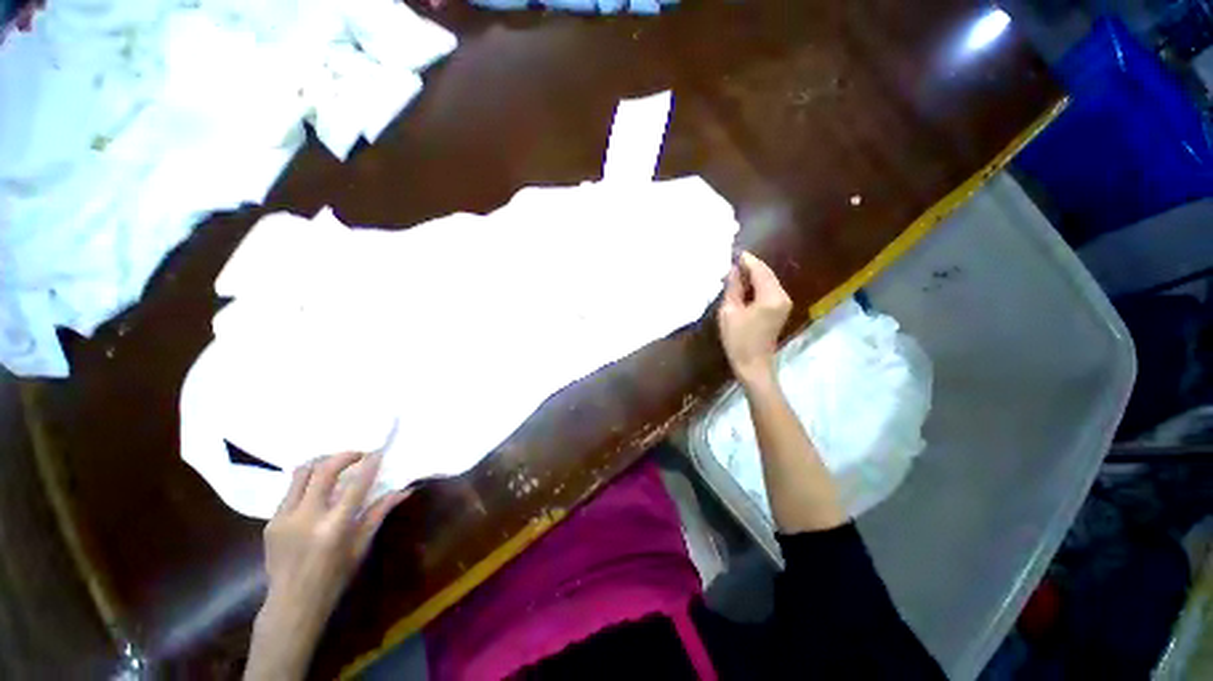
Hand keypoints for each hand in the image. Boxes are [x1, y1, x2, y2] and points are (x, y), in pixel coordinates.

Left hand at [245, 452, 406, 680]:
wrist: (291, 603)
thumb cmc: (334, 578)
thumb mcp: (361, 546)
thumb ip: (379, 513)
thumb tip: (403, 491)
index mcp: (334, 527)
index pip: (355, 485)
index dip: (368, 465)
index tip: (377, 452)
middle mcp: (307, 517)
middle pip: (322, 470)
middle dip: (343, 456)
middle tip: (357, 455)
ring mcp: (284, 518)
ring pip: (301, 474)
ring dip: (321, 463)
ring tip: (336, 464)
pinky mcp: (271, 521)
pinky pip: (290, 491)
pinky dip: (307, 482)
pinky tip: (317, 489)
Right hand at [717, 251, 791, 387]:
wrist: (753, 365)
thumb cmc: (738, 340)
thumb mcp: (730, 312)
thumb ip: (733, 288)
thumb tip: (733, 269)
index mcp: (771, 297)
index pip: (760, 270)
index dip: (747, 260)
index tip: (733, 252)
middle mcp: (782, 296)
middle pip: (766, 273)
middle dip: (750, 266)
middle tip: (731, 262)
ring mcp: (784, 303)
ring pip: (768, 281)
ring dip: (753, 275)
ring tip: (734, 272)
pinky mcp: (780, 309)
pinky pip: (769, 290)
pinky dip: (757, 285)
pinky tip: (743, 286)